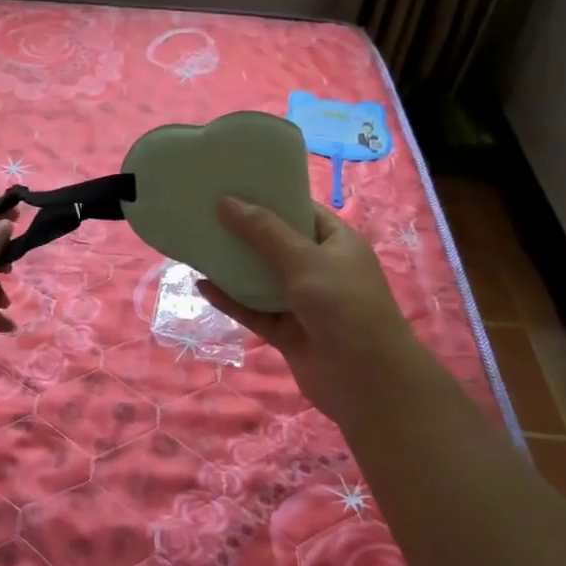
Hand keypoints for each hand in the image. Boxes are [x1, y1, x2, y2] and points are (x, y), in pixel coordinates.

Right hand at [198, 197, 437, 430]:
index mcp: (336, 243)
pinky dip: (230, 299)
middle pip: (275, 243)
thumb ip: (263, 232)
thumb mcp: (304, 260)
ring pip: (261, 278)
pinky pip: (253, 310)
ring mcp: (303, 302)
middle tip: (204, 211)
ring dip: (233, 266)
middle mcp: (320, 268)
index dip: (268, 196)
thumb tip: (225, 201)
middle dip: (242, 230)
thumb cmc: (345, 306)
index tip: (230, 183)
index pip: (300, 210)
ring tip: (197, 244)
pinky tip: (202, 286)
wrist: (368, 382)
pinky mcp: (287, 331)